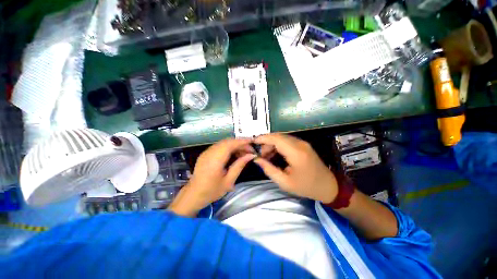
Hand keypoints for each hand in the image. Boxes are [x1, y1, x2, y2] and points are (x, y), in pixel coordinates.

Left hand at [168, 138, 255, 215]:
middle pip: (228, 141)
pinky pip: (220, 146)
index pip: (230, 144)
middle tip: (250, 151)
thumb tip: (251, 155)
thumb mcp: (229, 181)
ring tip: (244, 153)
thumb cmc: (212, 191)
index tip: (253, 142)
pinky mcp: (206, 153)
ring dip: (235, 145)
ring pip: (224, 143)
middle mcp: (210, 152)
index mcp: (215, 160)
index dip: (242, 141)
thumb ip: (239, 166)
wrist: (193, 195)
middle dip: (240, 143)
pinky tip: (234, 154)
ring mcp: (207, 152)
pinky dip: (229, 148)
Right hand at [253, 133, 337, 202]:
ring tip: (266, 156)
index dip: (263, 138)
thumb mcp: (284, 182)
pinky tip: (274, 154)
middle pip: (278, 136)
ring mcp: (302, 143)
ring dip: (271, 143)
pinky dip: (278, 145)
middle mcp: (300, 144)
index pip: (276, 139)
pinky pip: (286, 140)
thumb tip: (257, 159)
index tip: (253, 142)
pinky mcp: (303, 144)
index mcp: (296, 153)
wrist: (328, 186)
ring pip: (282, 137)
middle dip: (266, 142)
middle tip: (260, 154)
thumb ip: (269, 169)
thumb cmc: (306, 187)